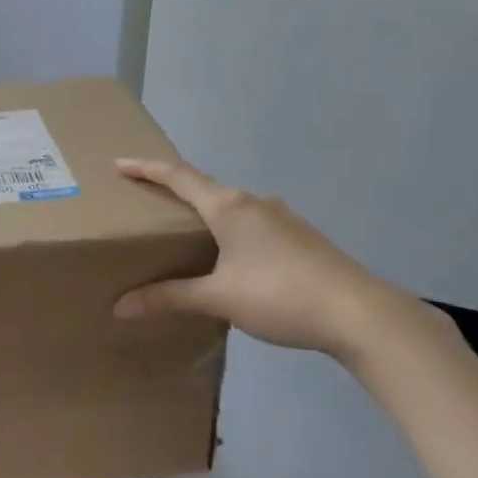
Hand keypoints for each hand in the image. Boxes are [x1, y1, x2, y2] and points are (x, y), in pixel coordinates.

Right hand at [112, 158, 418, 362]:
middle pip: (205, 188)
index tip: (119, 164)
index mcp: (230, 207)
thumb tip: (120, 307)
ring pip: (232, 207)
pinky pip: (252, 224)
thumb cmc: (279, 295)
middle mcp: (255, 202)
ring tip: (185, 233)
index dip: (147, 169)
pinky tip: (229, 258)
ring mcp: (282, 218)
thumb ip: (169, 297)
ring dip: (205, 213)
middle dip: (174, 192)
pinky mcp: (300, 237)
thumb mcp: (218, 297)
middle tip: (147, 202)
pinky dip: (229, 230)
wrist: (358, 313)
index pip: (179, 177)